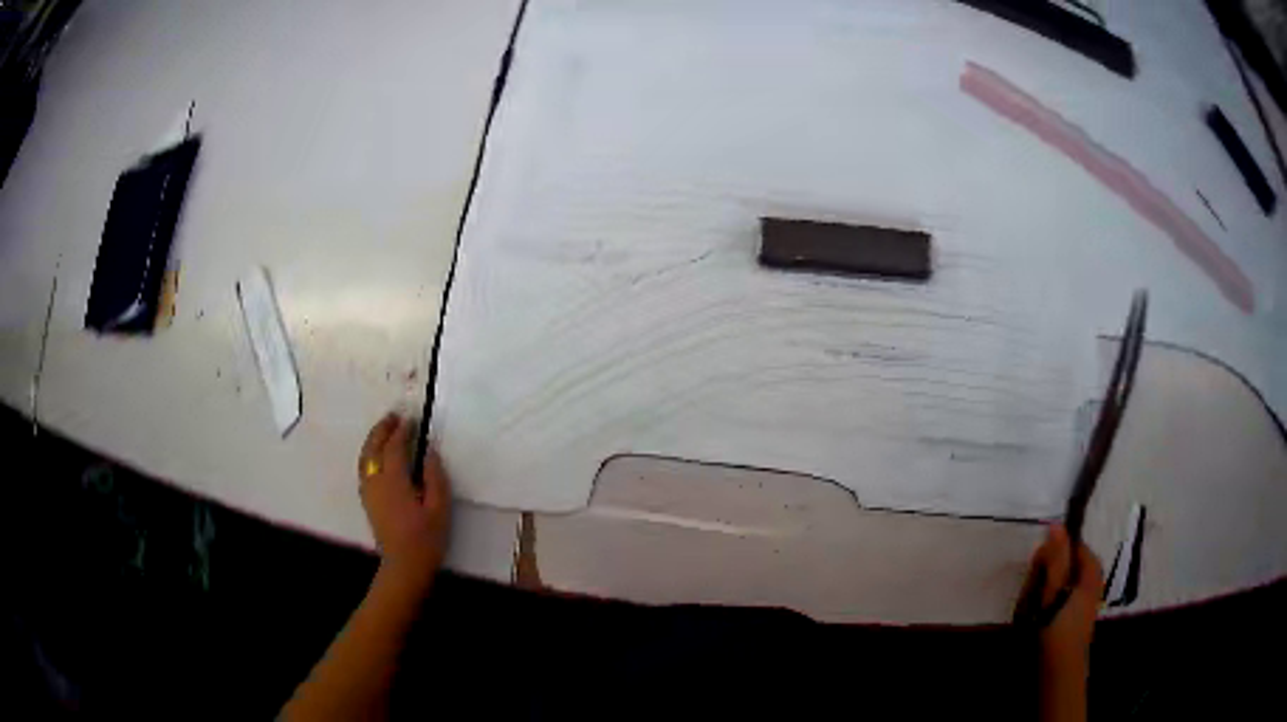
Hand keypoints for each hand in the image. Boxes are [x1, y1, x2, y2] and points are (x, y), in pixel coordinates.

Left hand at [357, 413, 451, 592]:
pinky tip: (378, 455)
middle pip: (373, 447)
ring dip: (373, 439)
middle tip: (394, 417)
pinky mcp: (367, 500)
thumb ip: (435, 477)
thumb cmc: (426, 538)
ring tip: (384, 430)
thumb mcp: (439, 508)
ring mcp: (368, 490)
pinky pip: (363, 467)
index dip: (402, 431)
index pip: (394, 447)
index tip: (411, 420)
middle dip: (382, 429)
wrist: (404, 565)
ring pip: (365, 457)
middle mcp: (376, 481)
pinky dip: (369, 454)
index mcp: (394, 481)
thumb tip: (429, 453)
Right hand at [1021, 524, 1102, 665]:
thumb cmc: (1060, 628)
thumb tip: (1056, 524)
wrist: (1061, 669)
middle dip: (1044, 575)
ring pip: (1057, 582)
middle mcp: (1089, 580)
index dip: (1053, 553)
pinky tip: (1034, 617)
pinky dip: (1044, 604)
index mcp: (1091, 570)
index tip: (1036, 568)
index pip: (1072, 545)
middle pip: (1064, 563)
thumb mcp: (1055, 591)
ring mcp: (1080, 599)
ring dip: (1040, 592)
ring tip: (1030, 610)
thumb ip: (1056, 558)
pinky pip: (1056, 598)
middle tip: (1031, 594)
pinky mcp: (1070, 614)